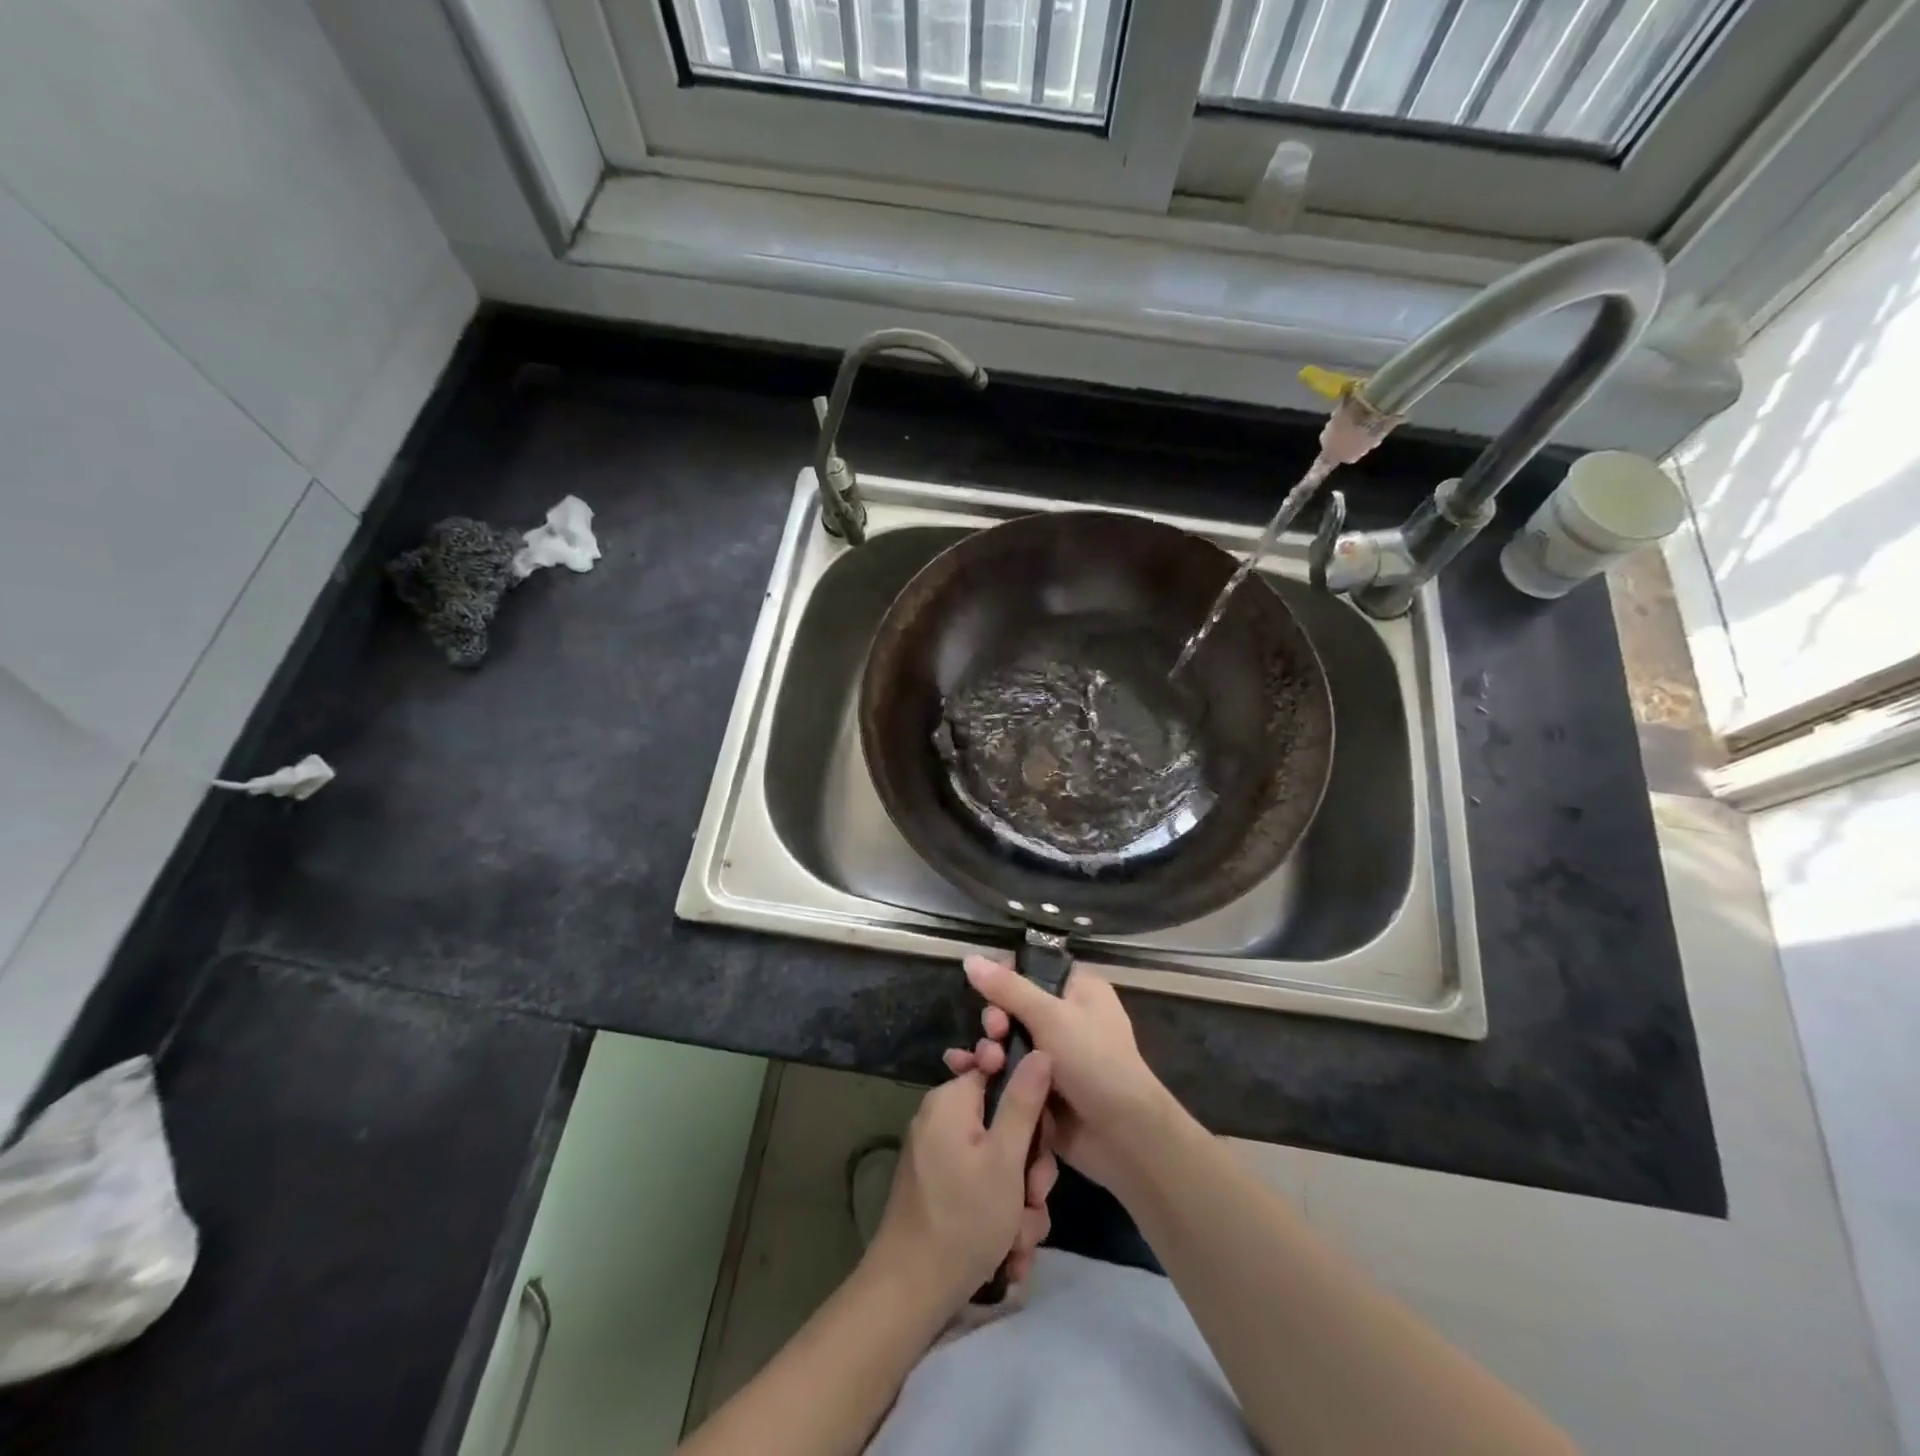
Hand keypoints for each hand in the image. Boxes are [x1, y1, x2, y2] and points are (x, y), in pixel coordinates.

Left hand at [868, 1051, 1058, 1310]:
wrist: (910, 1292)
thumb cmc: (963, 1217)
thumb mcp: (1005, 1158)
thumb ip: (1024, 1101)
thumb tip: (1040, 1051)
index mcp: (952, 1101)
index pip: (1001, 1073)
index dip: (1031, 1104)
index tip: (1043, 1140)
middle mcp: (942, 1121)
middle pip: (1004, 1124)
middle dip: (1028, 1168)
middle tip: (1035, 1199)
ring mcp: (940, 1157)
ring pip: (1000, 1164)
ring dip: (1020, 1202)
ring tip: (1020, 1239)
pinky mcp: (941, 1189)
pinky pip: (983, 1188)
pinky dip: (1000, 1216)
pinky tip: (1009, 1253)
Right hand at [945, 956, 1174, 1194]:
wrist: (1123, 1136)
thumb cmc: (1094, 1061)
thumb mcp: (1050, 1016)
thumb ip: (1007, 988)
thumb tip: (969, 958)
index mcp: (1077, 990)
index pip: (1031, 969)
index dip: (1005, 977)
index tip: (989, 992)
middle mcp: (1065, 1018)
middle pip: (1012, 1006)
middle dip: (996, 1020)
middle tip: (996, 1033)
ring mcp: (1051, 1056)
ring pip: (1006, 1042)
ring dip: (990, 1049)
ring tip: (988, 1064)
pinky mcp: (1039, 1088)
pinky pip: (1007, 1072)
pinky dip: (988, 1072)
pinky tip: (964, 1072)